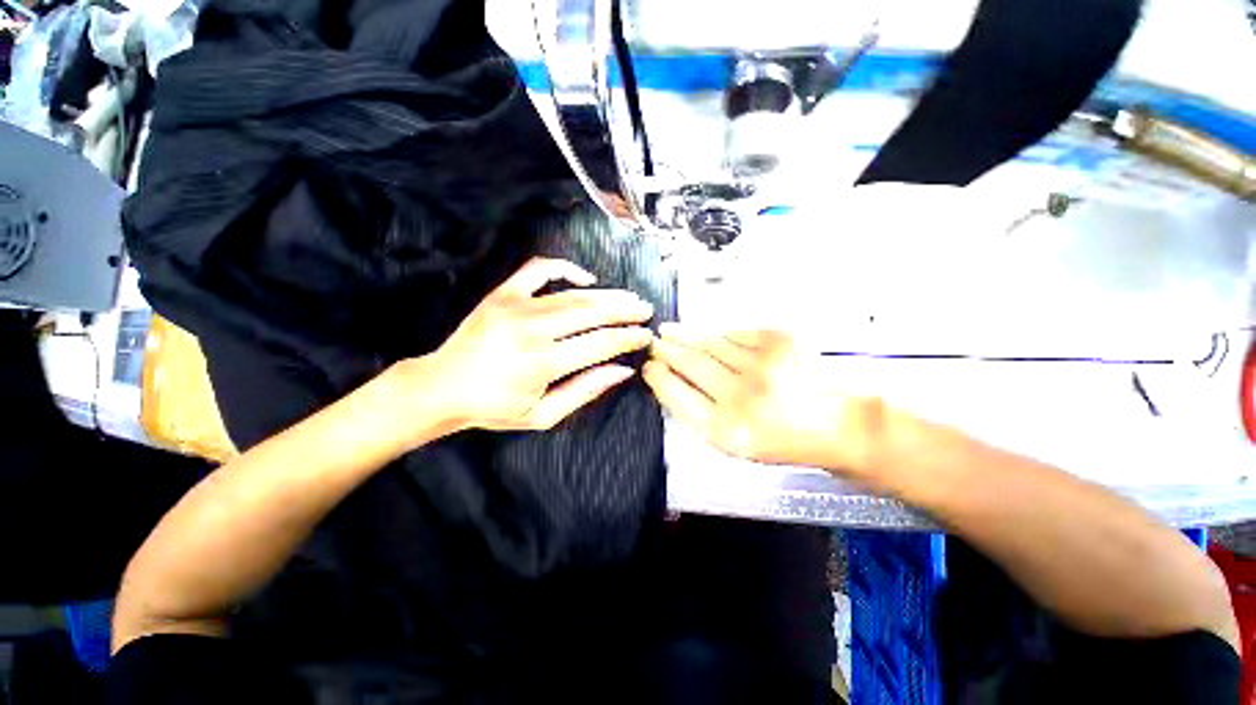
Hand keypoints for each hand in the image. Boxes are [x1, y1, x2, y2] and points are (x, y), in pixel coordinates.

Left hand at [409, 257, 653, 432]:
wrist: (441, 387)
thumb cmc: (494, 407)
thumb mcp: (543, 414)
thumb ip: (585, 390)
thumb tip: (622, 371)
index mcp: (544, 362)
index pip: (600, 344)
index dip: (628, 338)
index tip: (646, 335)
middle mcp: (533, 329)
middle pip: (592, 313)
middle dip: (625, 311)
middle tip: (646, 310)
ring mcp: (516, 306)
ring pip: (574, 294)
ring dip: (607, 295)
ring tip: (629, 297)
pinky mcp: (503, 293)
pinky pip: (539, 269)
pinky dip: (566, 268)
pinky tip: (586, 278)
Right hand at [644, 325, 880, 472]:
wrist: (837, 423)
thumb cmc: (781, 439)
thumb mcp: (734, 443)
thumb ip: (699, 414)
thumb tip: (669, 381)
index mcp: (726, 429)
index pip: (677, 394)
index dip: (658, 377)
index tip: (649, 366)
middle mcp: (741, 396)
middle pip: (689, 363)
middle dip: (665, 350)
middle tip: (653, 342)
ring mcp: (761, 364)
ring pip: (708, 342)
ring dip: (683, 334)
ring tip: (669, 330)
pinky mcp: (778, 340)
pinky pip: (733, 331)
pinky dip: (714, 331)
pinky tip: (703, 331)